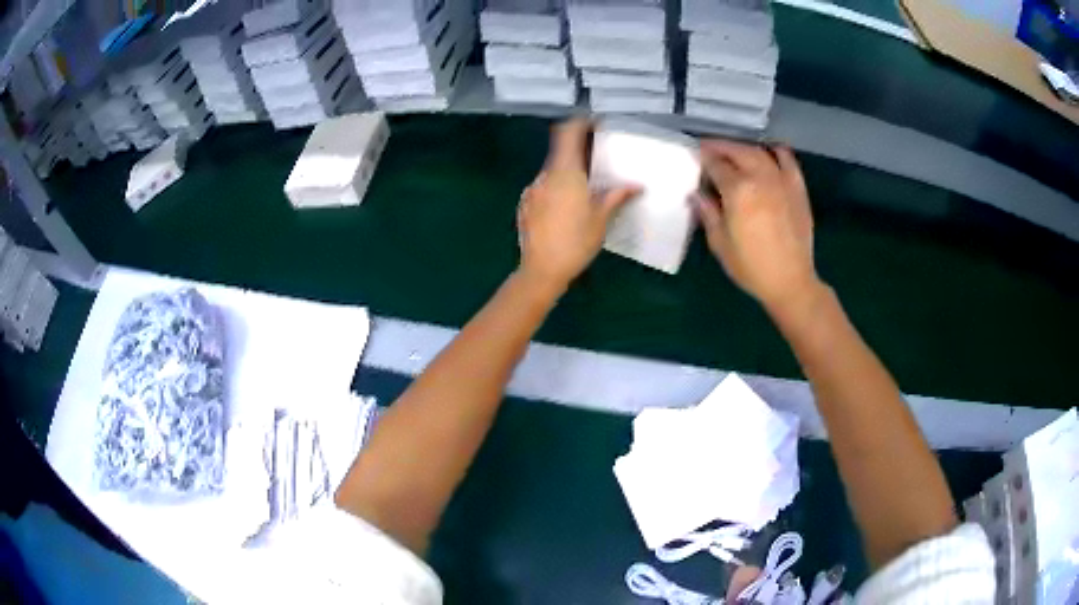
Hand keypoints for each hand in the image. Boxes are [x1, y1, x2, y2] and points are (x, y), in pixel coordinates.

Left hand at [517, 119, 639, 288]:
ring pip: (552, 170)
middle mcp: (545, 175)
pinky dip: (557, 187)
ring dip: (568, 170)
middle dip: (579, 150)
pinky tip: (568, 206)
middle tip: (599, 158)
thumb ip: (616, 196)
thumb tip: (636, 185)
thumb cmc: (576, 242)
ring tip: (587, 186)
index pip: (568, 132)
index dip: (581, 123)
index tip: (595, 125)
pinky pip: (544, 186)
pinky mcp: (525, 204)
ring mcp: (532, 189)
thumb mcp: (601, 218)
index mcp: (565, 172)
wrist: (541, 270)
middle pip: (560, 150)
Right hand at [696, 139, 820, 311]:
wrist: (790, 281)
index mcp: (737, 191)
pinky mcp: (797, 188)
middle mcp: (760, 178)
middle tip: (709, 148)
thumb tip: (697, 194)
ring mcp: (781, 181)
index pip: (716, 164)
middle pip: (737, 151)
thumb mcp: (720, 244)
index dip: (703, 158)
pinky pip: (788, 161)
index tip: (695, 155)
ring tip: (734, 152)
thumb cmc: (750, 267)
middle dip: (721, 147)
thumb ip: (708, 213)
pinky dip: (777, 152)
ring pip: (760, 152)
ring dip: (743, 148)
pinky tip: (770, 151)